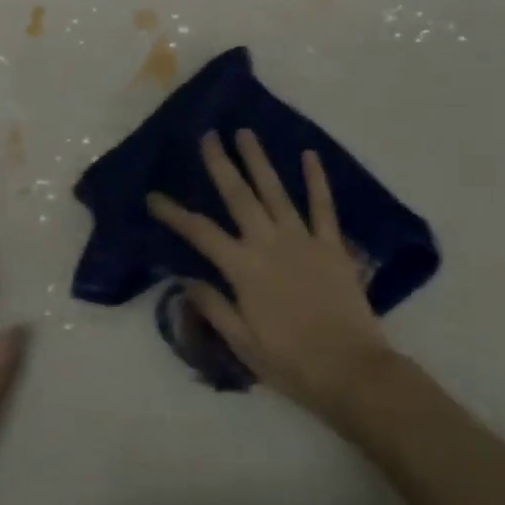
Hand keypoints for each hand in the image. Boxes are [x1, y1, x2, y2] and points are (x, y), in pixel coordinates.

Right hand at [146, 131, 395, 418]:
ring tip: (245, 133)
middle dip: (221, 163)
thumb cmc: (291, 363)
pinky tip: (309, 155)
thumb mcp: (242, 343)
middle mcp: (269, 243)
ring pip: (276, 191)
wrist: (351, 371)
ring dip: (259, 160)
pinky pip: (323, 206)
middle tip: (208, 135)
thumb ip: (213, 306)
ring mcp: (303, 240)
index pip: (200, 233)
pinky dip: (316, 180)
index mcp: (243, 268)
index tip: (153, 196)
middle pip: (239, 196)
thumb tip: (183, 279)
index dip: (174, 213)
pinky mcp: (332, 246)